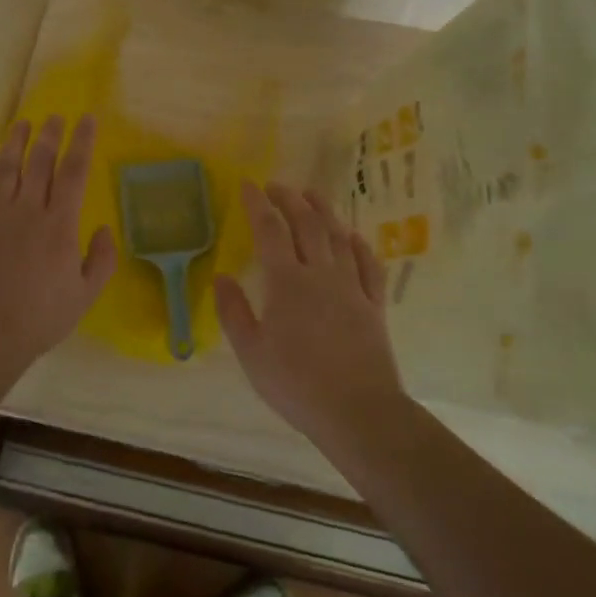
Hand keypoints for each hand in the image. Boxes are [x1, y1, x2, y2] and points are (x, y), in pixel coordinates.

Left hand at [0, 114, 116, 378]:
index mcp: (58, 225)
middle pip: (39, 163)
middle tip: (54, 117)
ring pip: (4, 170)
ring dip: (14, 143)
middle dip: (49, 135)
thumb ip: (101, 259)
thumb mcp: (85, 295)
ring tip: (21, 124)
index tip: (86, 119)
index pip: (74, 172)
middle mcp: (26, 211)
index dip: (81, 142)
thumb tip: (105, 228)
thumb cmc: (40, 319)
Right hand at [215, 181, 405, 445]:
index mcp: (286, 282)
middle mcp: (320, 274)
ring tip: (312, 195)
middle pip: (307, 224)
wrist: (358, 411)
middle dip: (290, 199)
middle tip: (277, 186)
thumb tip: (221, 276)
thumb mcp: (251, 352)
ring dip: (324, 211)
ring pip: (339, 237)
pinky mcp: (374, 305)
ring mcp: (351, 287)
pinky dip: (360, 246)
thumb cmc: (296, 384)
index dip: (257, 204)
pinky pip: (369, 265)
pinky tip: (353, 237)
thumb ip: (234, 311)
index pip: (270, 230)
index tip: (248, 185)